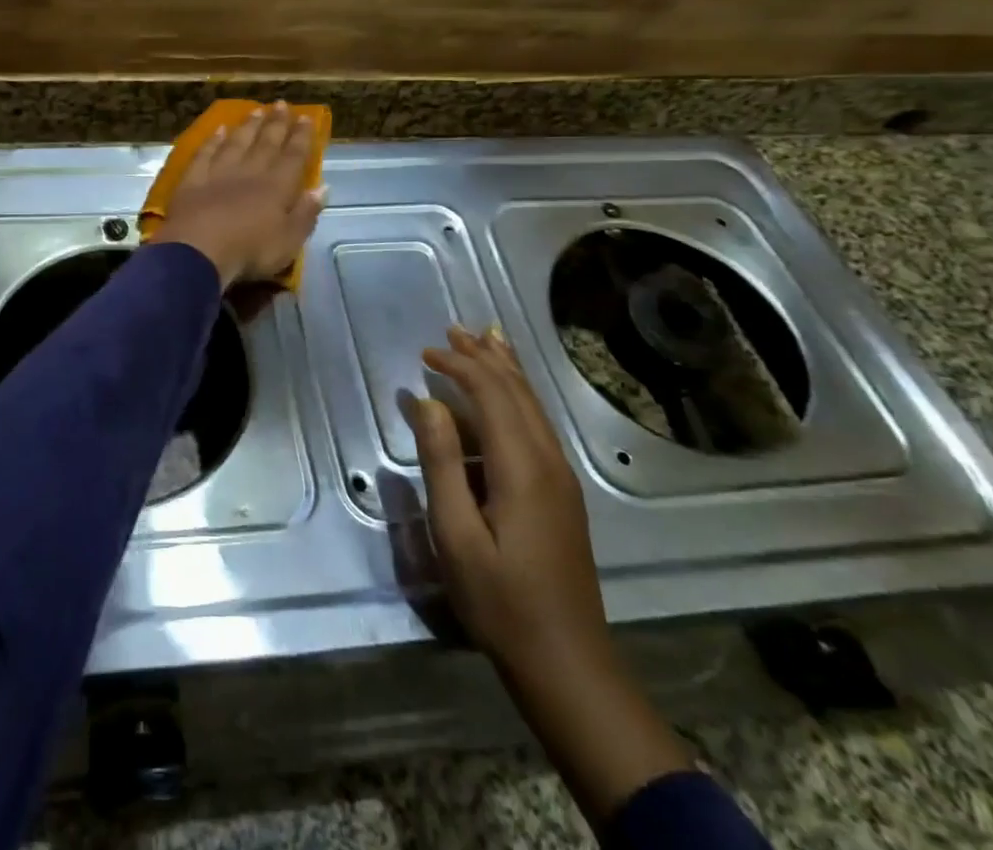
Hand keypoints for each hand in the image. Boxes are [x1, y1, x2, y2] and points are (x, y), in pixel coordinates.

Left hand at [148, 102, 324, 288]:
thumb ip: (306, 213)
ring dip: (247, 127)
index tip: (306, 118)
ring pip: (236, 144)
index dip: (301, 137)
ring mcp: (218, 174)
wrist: (198, 251)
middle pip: (265, 144)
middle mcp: (249, 173)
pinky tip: (217, 130)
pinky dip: (212, 141)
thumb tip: (323, 188)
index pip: (293, 157)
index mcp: (276, 188)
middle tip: (280, 104)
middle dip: (275, 124)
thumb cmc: (250, 251)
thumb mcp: (289, 241)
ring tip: (255, 111)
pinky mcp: (191, 181)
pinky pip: (204, 155)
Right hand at [400, 325, 608, 675]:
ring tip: (483, 340)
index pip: (491, 394)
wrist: (567, 663)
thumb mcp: (455, 534)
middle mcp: (548, 461)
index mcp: (522, 467)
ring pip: (533, 406)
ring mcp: (561, 477)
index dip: (458, 366)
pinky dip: (517, 397)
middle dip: (484, 357)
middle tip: (452, 330)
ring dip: (505, 370)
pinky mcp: (562, 494)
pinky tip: (507, 395)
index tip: (424, 352)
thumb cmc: (500, 600)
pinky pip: (538, 425)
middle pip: (518, 391)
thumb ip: (441, 463)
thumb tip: (426, 403)